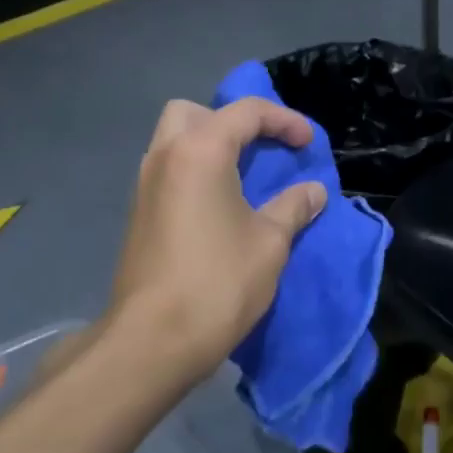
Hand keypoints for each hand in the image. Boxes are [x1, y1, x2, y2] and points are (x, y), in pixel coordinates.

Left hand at [108, 97, 327, 384]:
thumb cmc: (218, 282)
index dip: (284, 120)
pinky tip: (218, 207)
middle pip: (193, 113)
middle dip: (230, 122)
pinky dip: (194, 172)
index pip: (246, 112)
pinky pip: (167, 172)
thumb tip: (314, 191)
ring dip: (209, 147)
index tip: (308, 145)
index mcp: (199, 151)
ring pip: (173, 141)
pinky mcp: (138, 214)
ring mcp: (144, 186)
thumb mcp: (270, 243)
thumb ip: (293, 207)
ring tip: (243, 178)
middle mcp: (164, 157)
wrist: (152, 341)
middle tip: (259, 150)